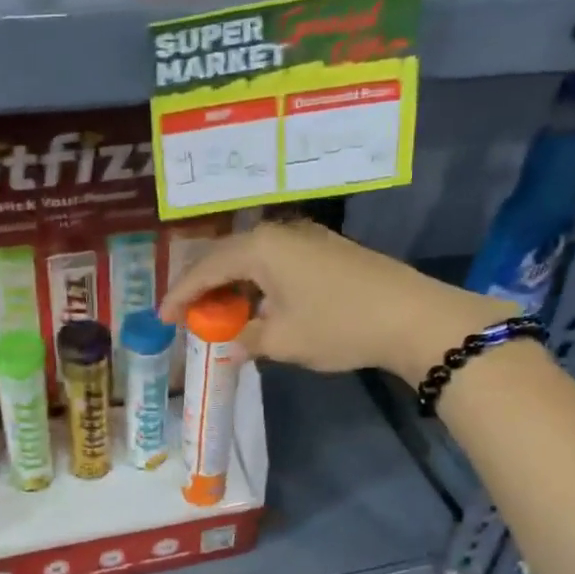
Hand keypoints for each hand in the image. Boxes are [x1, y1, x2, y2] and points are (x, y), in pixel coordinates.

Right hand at [157, 219, 519, 386]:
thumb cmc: (338, 326)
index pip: (205, 269)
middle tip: (187, 316)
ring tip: (219, 315)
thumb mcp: (282, 340)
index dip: (180, 295)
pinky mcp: (326, 250)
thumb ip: (245, 338)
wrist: (411, 317)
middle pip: (227, 257)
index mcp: (259, 247)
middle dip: (204, 288)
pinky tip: (258, 307)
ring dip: (233, 287)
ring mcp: (306, 238)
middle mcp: (279, 233)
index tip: (163, 319)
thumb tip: (234, 339)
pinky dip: (259, 285)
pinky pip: (276, 264)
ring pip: (253, 260)